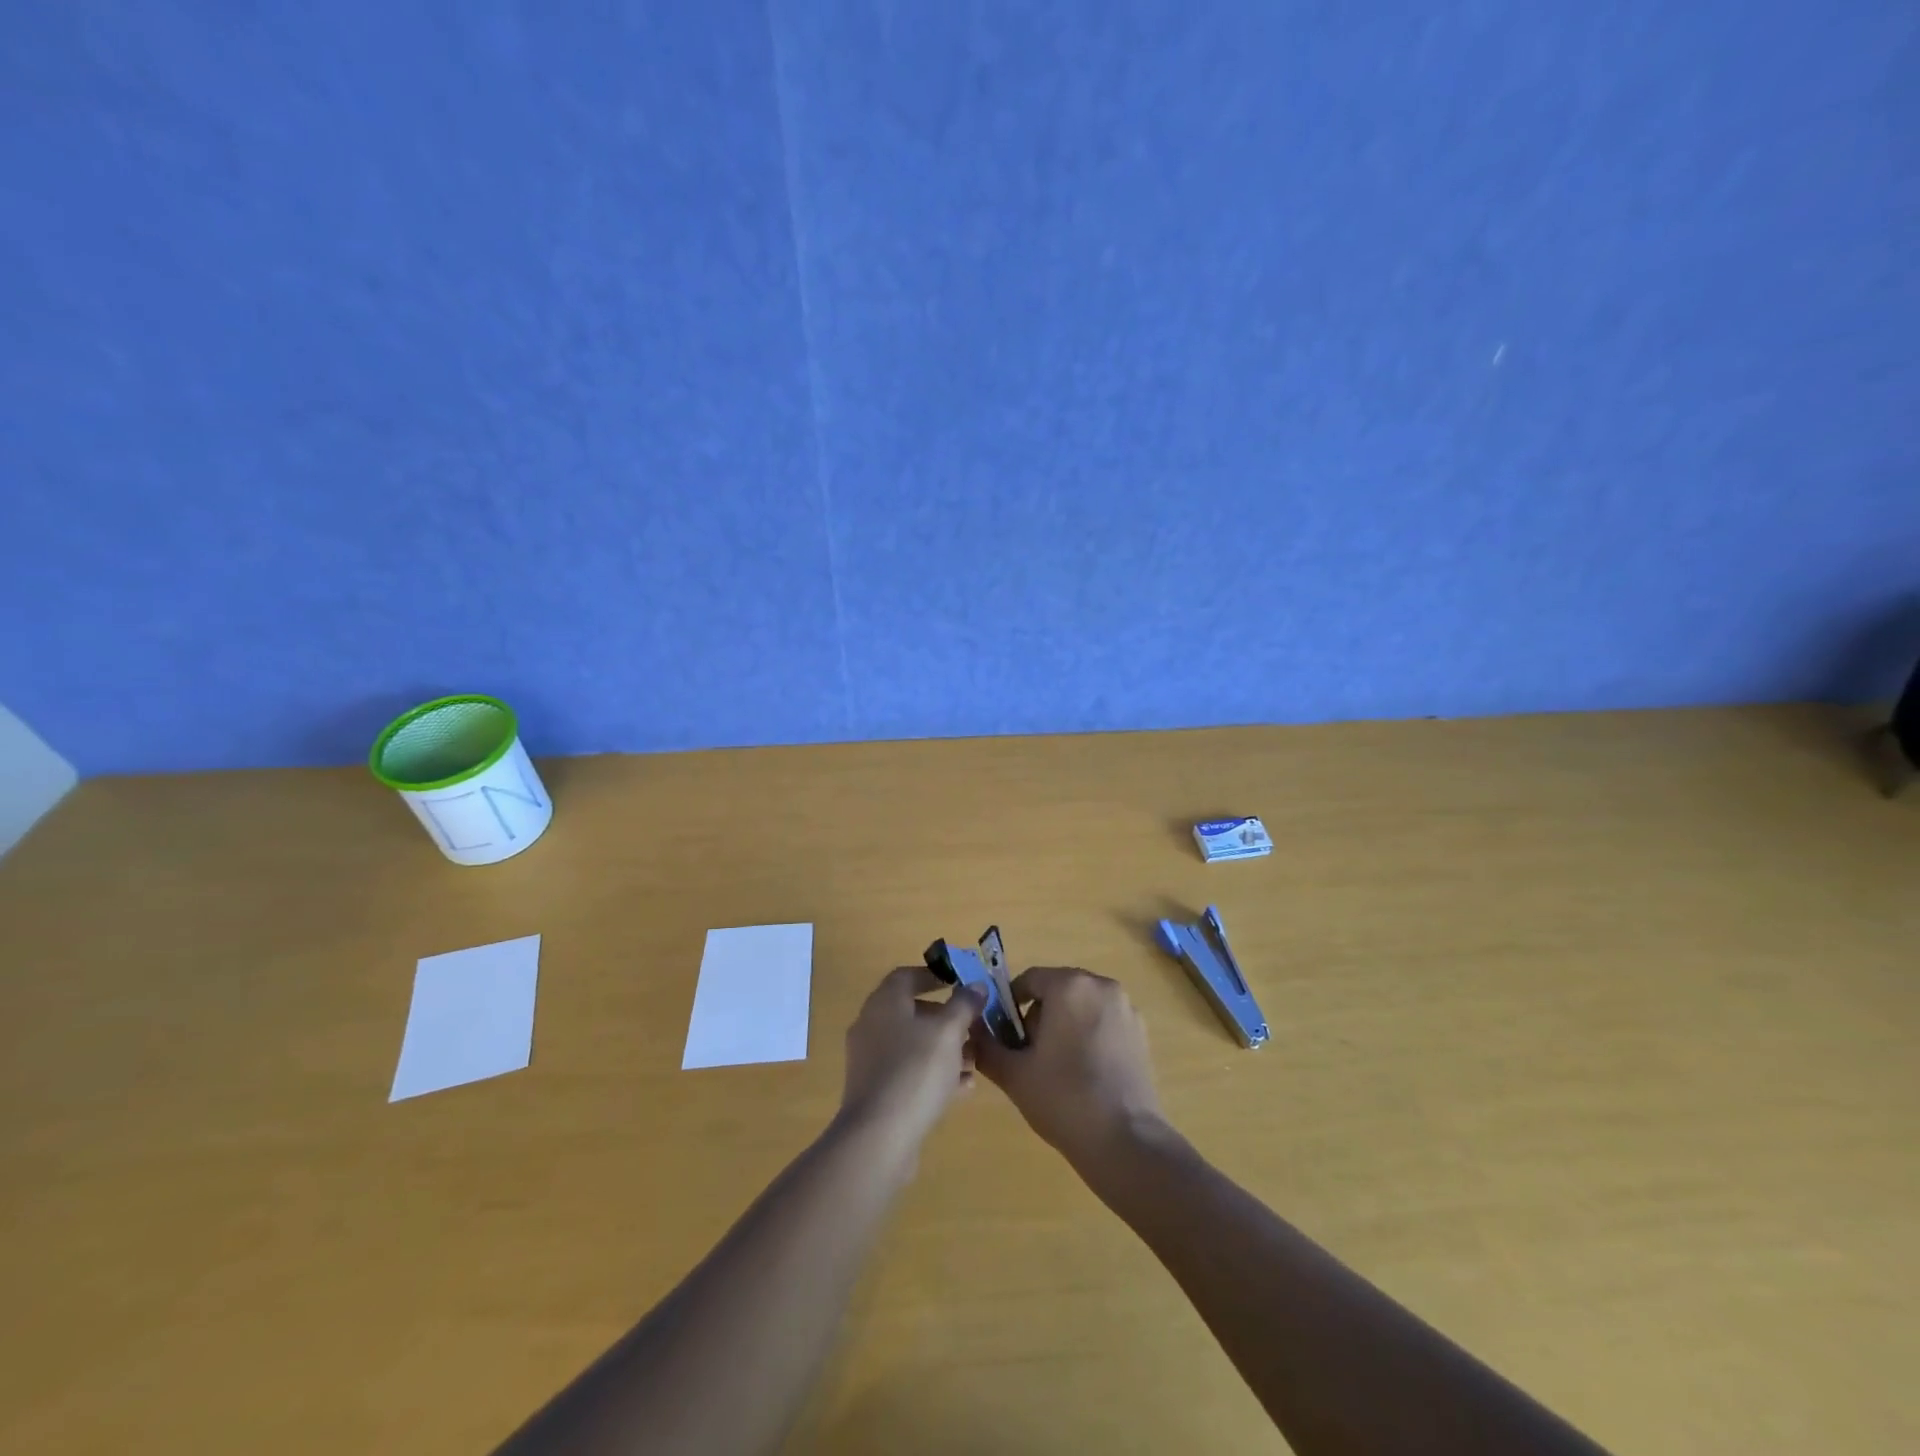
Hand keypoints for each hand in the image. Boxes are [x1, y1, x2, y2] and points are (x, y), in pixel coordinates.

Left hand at [839, 967, 985, 1152]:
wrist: (879, 1137)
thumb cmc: (915, 1071)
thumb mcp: (948, 1031)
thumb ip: (964, 1004)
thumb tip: (975, 986)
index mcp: (884, 1003)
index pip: (906, 976)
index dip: (933, 976)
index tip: (959, 983)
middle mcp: (871, 1026)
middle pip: (911, 1011)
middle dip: (945, 1017)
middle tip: (973, 1024)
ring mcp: (870, 1061)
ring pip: (912, 1045)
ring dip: (943, 1048)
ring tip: (974, 1058)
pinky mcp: (875, 1092)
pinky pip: (908, 1072)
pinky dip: (933, 1074)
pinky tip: (963, 1087)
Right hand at [972, 967, 1164, 1169]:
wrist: (1125, 1141)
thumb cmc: (1063, 1098)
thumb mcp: (1014, 1074)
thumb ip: (987, 1046)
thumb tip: (972, 1032)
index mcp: (1070, 986)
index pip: (1030, 979)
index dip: (1010, 1004)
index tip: (1004, 1034)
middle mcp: (1102, 986)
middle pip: (1058, 989)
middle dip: (1039, 1015)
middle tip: (1028, 1053)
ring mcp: (1126, 1009)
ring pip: (1082, 1005)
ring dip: (1065, 1024)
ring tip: (1056, 1066)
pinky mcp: (1141, 1033)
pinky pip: (1104, 1022)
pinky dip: (1089, 1035)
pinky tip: (1085, 1073)